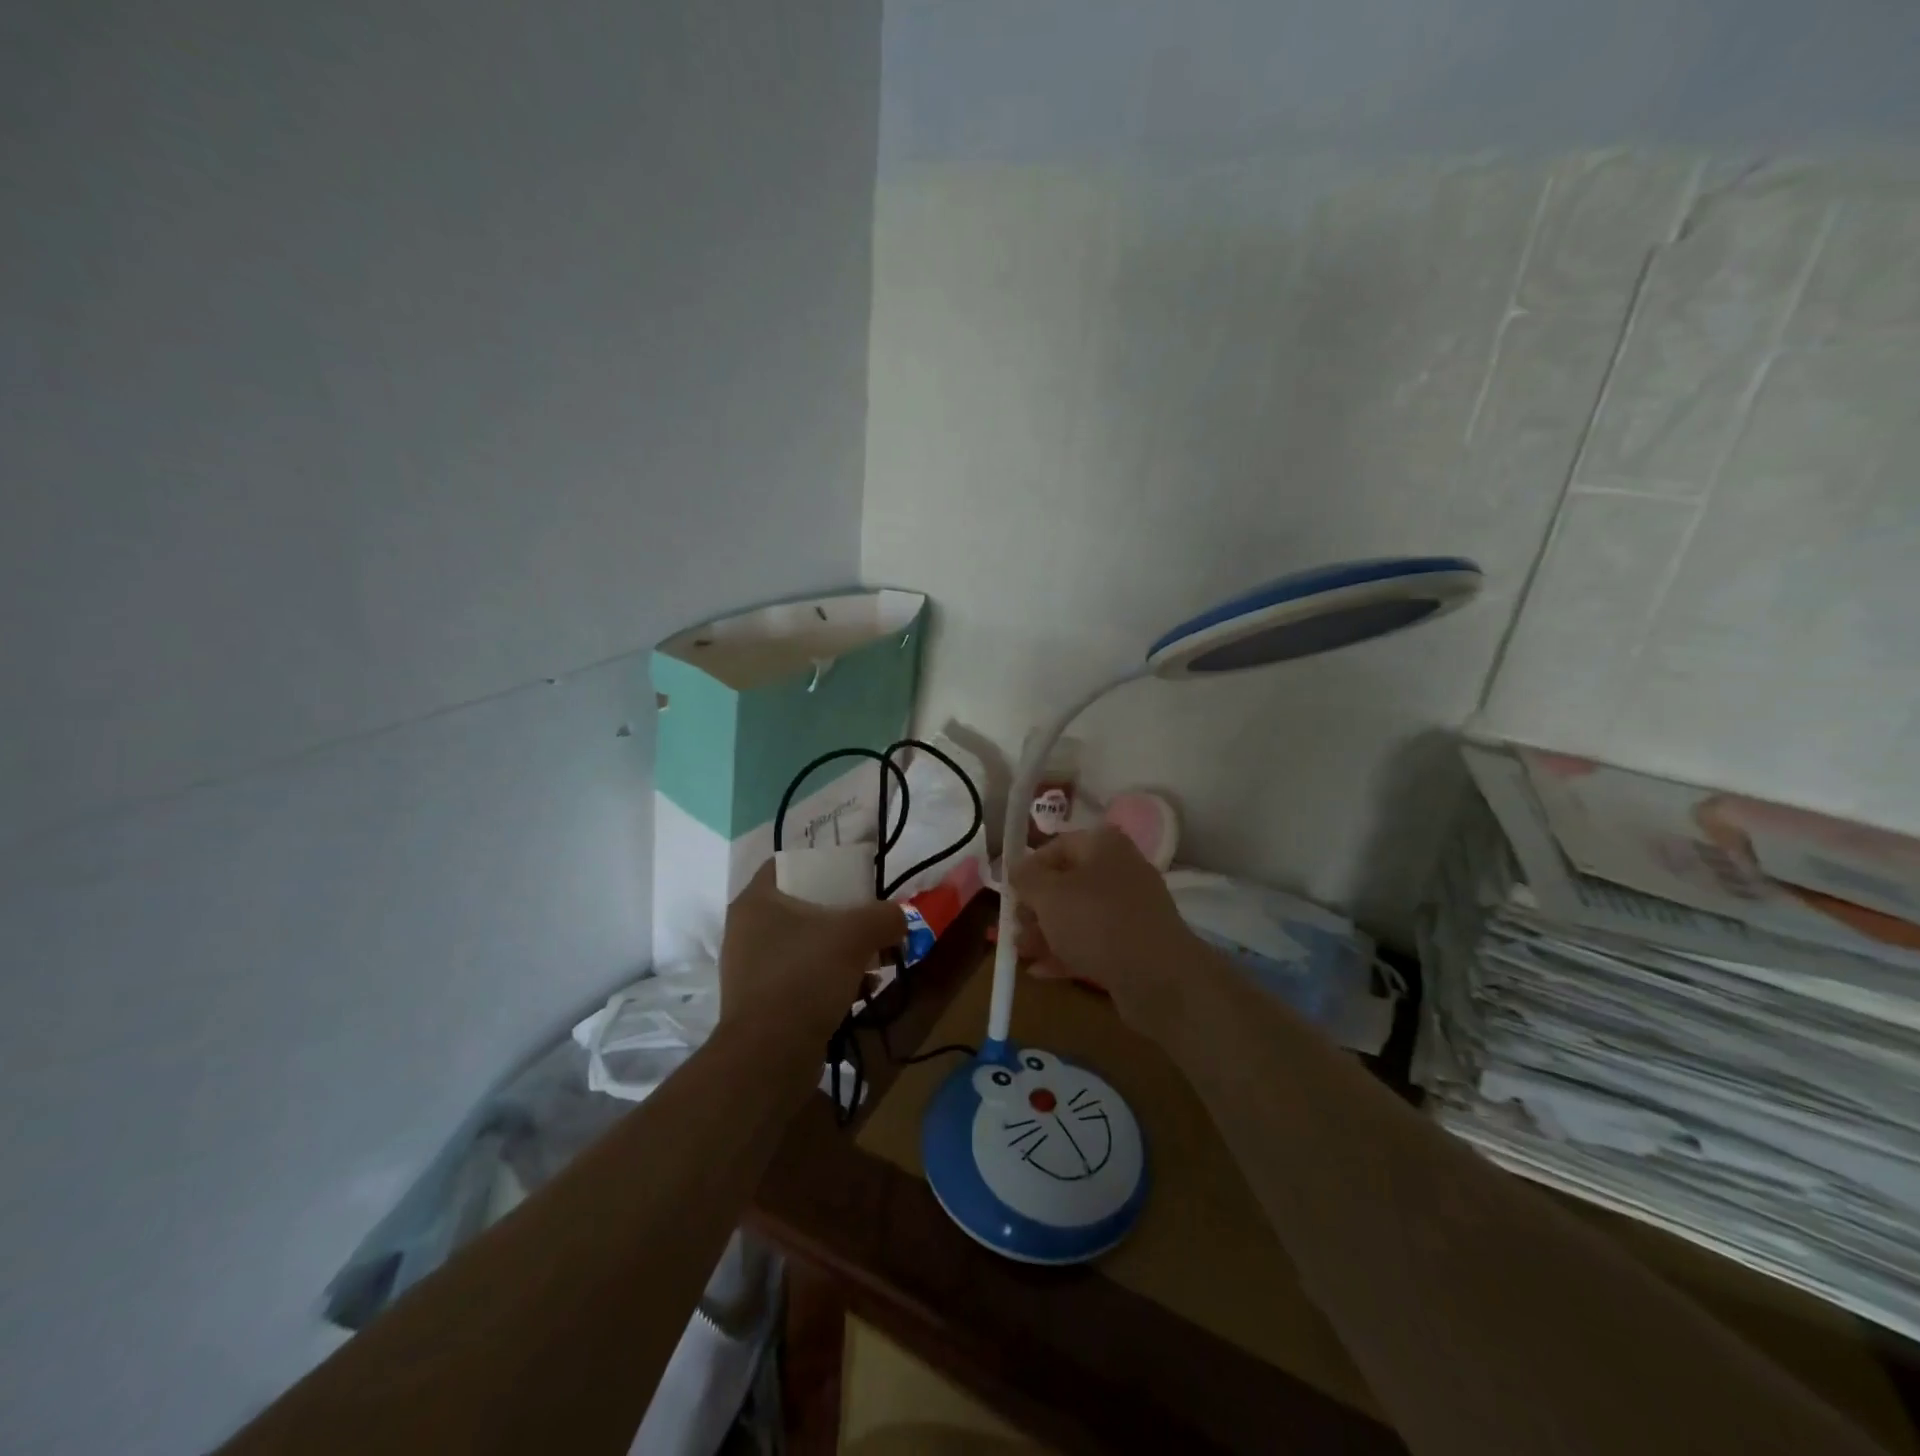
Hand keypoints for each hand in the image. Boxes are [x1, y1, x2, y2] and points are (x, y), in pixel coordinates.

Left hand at [718, 862, 906, 1051]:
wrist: (770, 1056)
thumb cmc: (806, 976)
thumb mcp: (857, 934)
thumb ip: (885, 916)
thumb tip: (900, 918)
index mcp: (756, 900)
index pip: (786, 863)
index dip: (820, 864)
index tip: (851, 875)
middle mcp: (746, 930)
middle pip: (801, 906)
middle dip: (840, 915)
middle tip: (870, 922)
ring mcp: (749, 969)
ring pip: (804, 945)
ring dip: (839, 951)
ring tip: (874, 961)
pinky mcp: (760, 1003)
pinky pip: (801, 978)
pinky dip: (829, 980)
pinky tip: (859, 992)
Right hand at [1010, 827, 1200, 1029]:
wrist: (1158, 976)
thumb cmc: (1096, 921)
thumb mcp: (1049, 895)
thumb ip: (1026, 877)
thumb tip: (1017, 867)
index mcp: (1104, 846)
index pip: (1057, 846)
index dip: (1029, 868)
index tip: (1010, 893)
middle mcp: (1120, 870)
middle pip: (1067, 883)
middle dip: (1035, 908)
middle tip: (1013, 928)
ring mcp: (1130, 909)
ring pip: (1078, 916)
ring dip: (1045, 933)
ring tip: (1020, 953)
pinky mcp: (1134, 944)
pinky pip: (1093, 942)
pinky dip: (1066, 952)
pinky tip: (1038, 972)